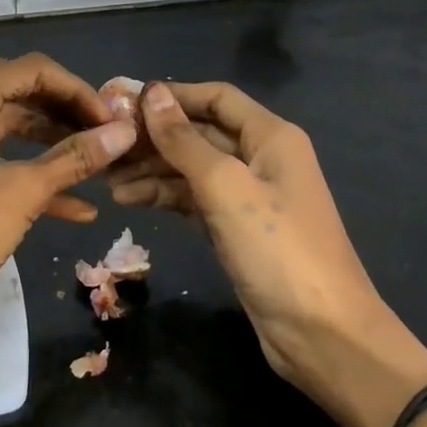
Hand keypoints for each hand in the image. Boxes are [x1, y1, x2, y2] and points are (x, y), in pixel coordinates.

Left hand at [0, 55, 137, 319]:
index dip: (76, 89)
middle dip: (65, 114)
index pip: (29, 70)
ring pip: (6, 130)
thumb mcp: (23, 192)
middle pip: (16, 94)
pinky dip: (27, 176)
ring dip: (51, 145)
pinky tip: (77, 208)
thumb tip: (125, 131)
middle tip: (105, 136)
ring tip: (96, 165)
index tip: (111, 119)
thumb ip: (75, 157)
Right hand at [108, 82, 404, 406]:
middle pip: (199, 133)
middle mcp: (260, 158)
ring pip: (191, 168)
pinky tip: (127, 198)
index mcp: (270, 136)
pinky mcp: (235, 229)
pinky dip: (163, 196)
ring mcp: (247, 196)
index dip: (172, 95)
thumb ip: (184, 140)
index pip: (216, 98)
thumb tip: (151, 92)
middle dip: (154, 136)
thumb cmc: (276, 248)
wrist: (321, 333)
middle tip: (105, 143)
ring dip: (151, 169)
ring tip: (107, 176)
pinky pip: (192, 199)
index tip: (124, 101)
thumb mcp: (225, 187)